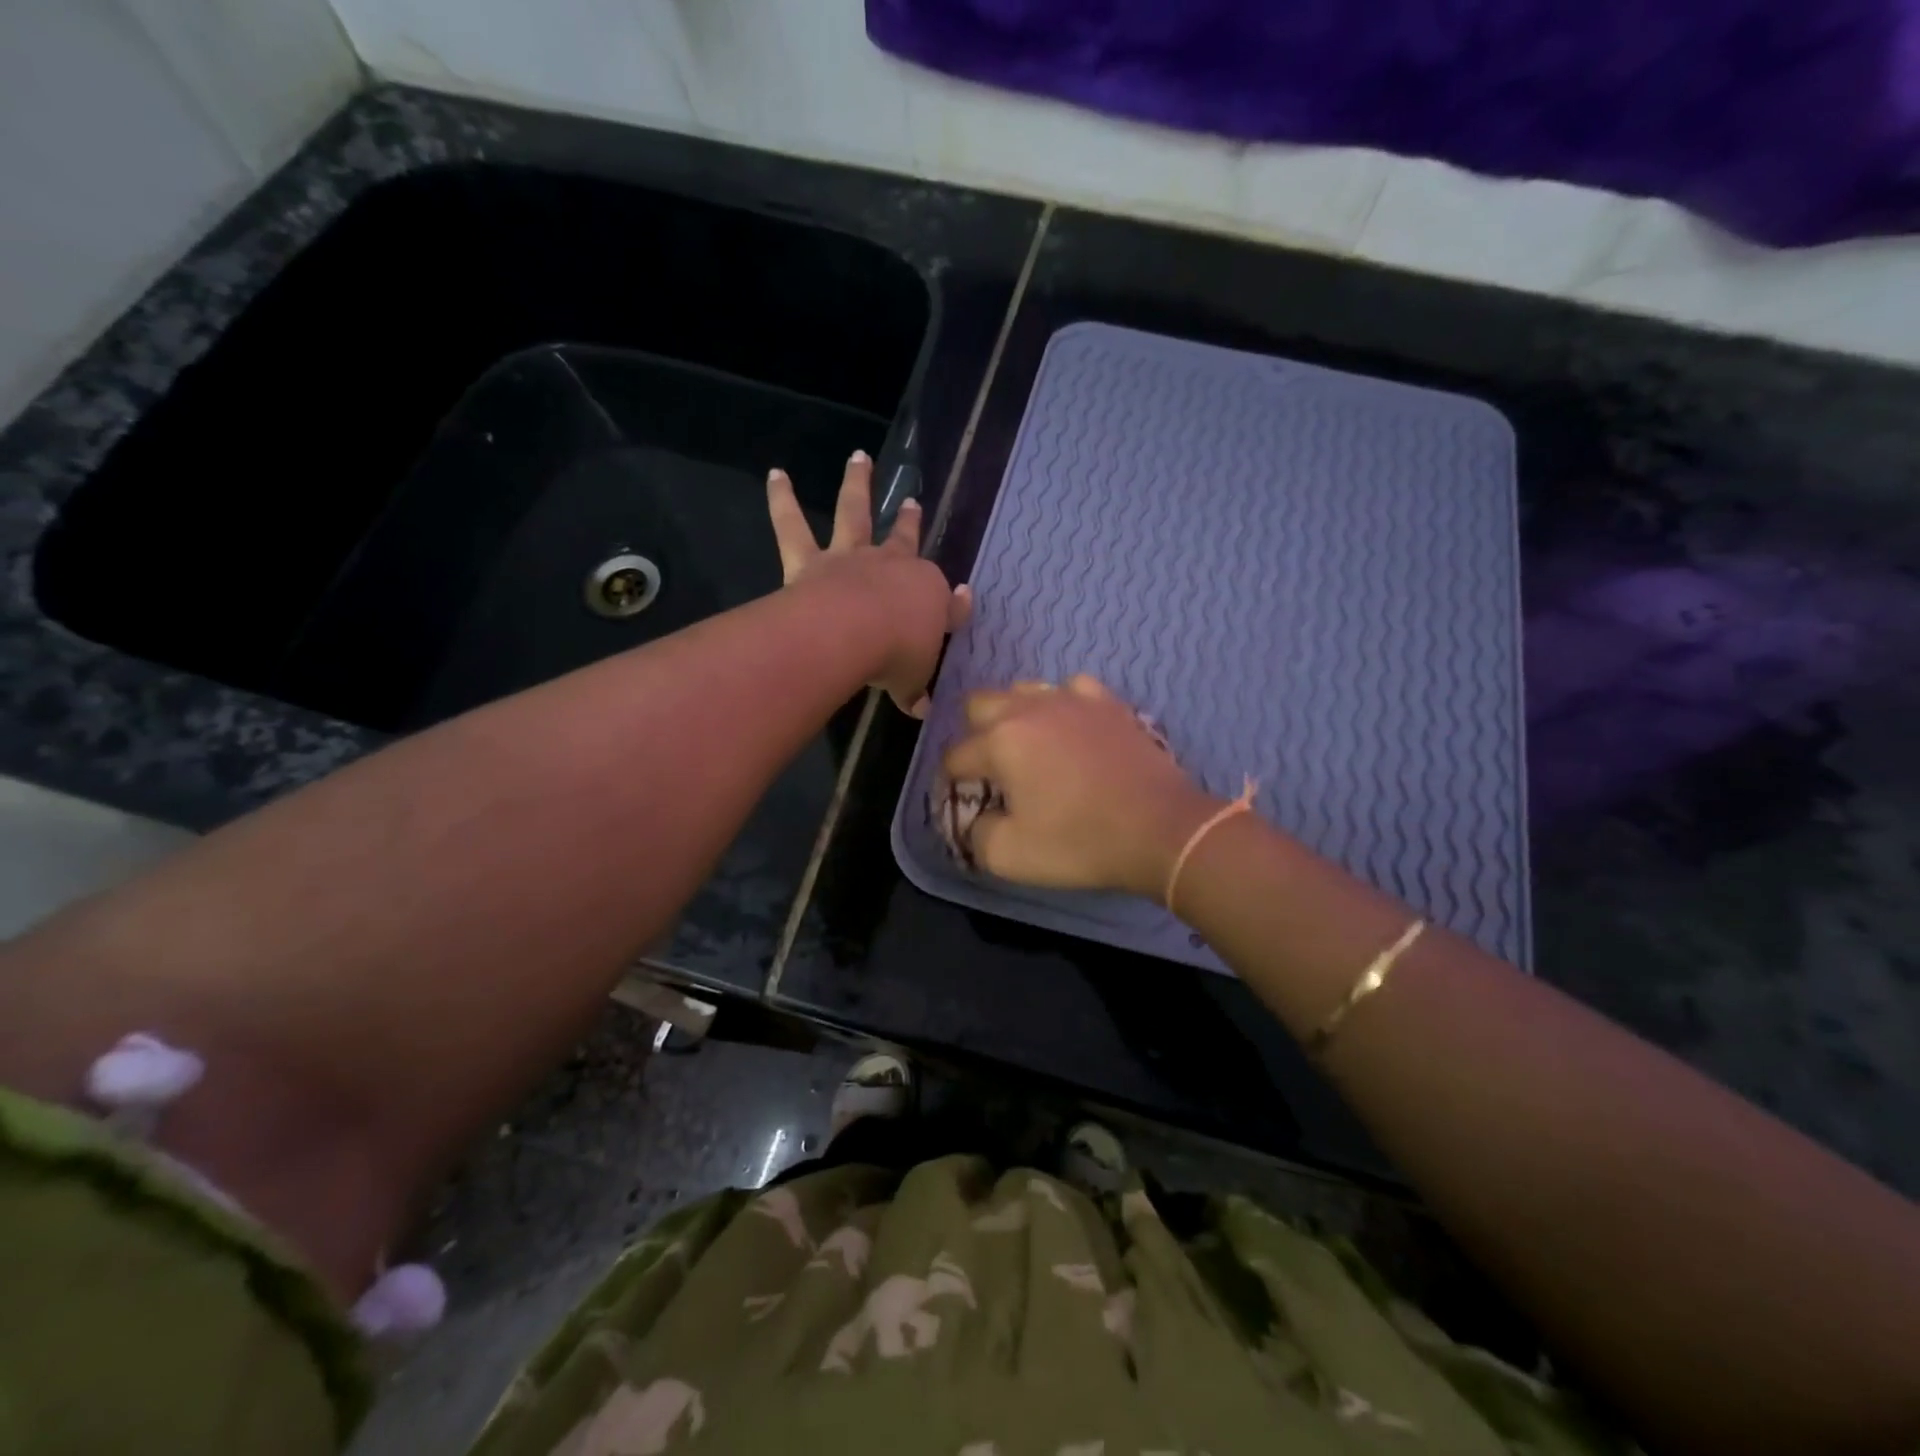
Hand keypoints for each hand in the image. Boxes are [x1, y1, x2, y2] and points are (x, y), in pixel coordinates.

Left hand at [768, 452, 970, 715]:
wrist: (854, 634)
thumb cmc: (896, 656)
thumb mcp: (912, 682)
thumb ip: (914, 692)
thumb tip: (921, 710)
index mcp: (926, 594)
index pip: (945, 601)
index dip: (954, 605)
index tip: (961, 598)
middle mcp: (891, 566)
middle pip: (904, 539)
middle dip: (910, 522)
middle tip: (913, 502)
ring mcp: (851, 558)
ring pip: (855, 512)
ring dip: (857, 483)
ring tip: (858, 457)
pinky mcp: (810, 560)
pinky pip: (792, 525)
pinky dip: (782, 499)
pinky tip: (775, 474)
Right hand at [941, 675, 1220, 896]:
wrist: (1162, 829)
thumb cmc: (1081, 842)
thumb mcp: (1010, 856)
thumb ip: (976, 834)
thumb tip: (976, 817)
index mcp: (1001, 741)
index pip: (955, 756)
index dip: (952, 782)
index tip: (966, 802)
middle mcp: (1030, 708)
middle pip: (979, 704)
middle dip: (974, 734)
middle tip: (992, 770)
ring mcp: (1072, 699)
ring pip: (1024, 689)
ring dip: (1014, 714)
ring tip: (1029, 747)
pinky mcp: (1108, 703)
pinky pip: (1071, 688)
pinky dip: (1062, 705)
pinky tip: (1071, 727)